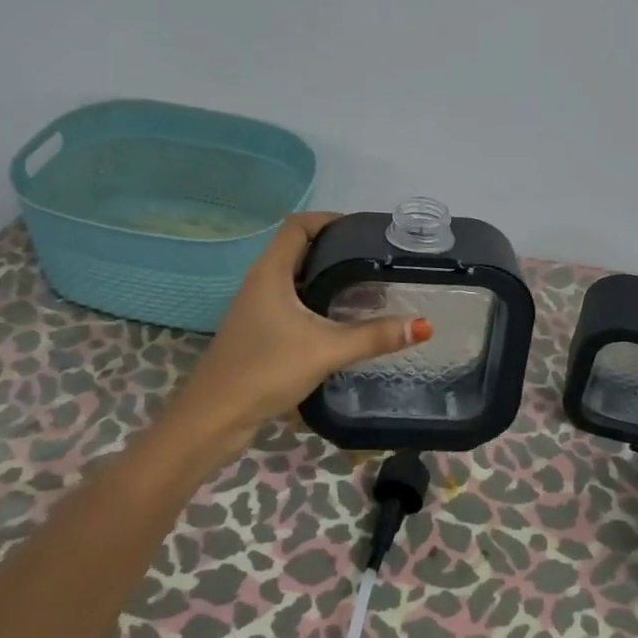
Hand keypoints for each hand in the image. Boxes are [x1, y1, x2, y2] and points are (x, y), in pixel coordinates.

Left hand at [165, 213, 431, 465]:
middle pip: (299, 249)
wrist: (214, 418)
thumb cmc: (265, 371)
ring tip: (367, 284)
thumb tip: (423, 325)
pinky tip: (341, 319)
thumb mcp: (325, 350)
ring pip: (296, 278)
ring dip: (327, 276)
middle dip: (336, 248)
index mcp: (271, 272)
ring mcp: (257, 308)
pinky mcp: (259, 331)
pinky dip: (317, 300)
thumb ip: (374, 337)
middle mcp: (261, 282)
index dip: (329, 219)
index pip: (298, 225)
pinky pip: (292, 302)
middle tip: (375, 258)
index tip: (364, 229)